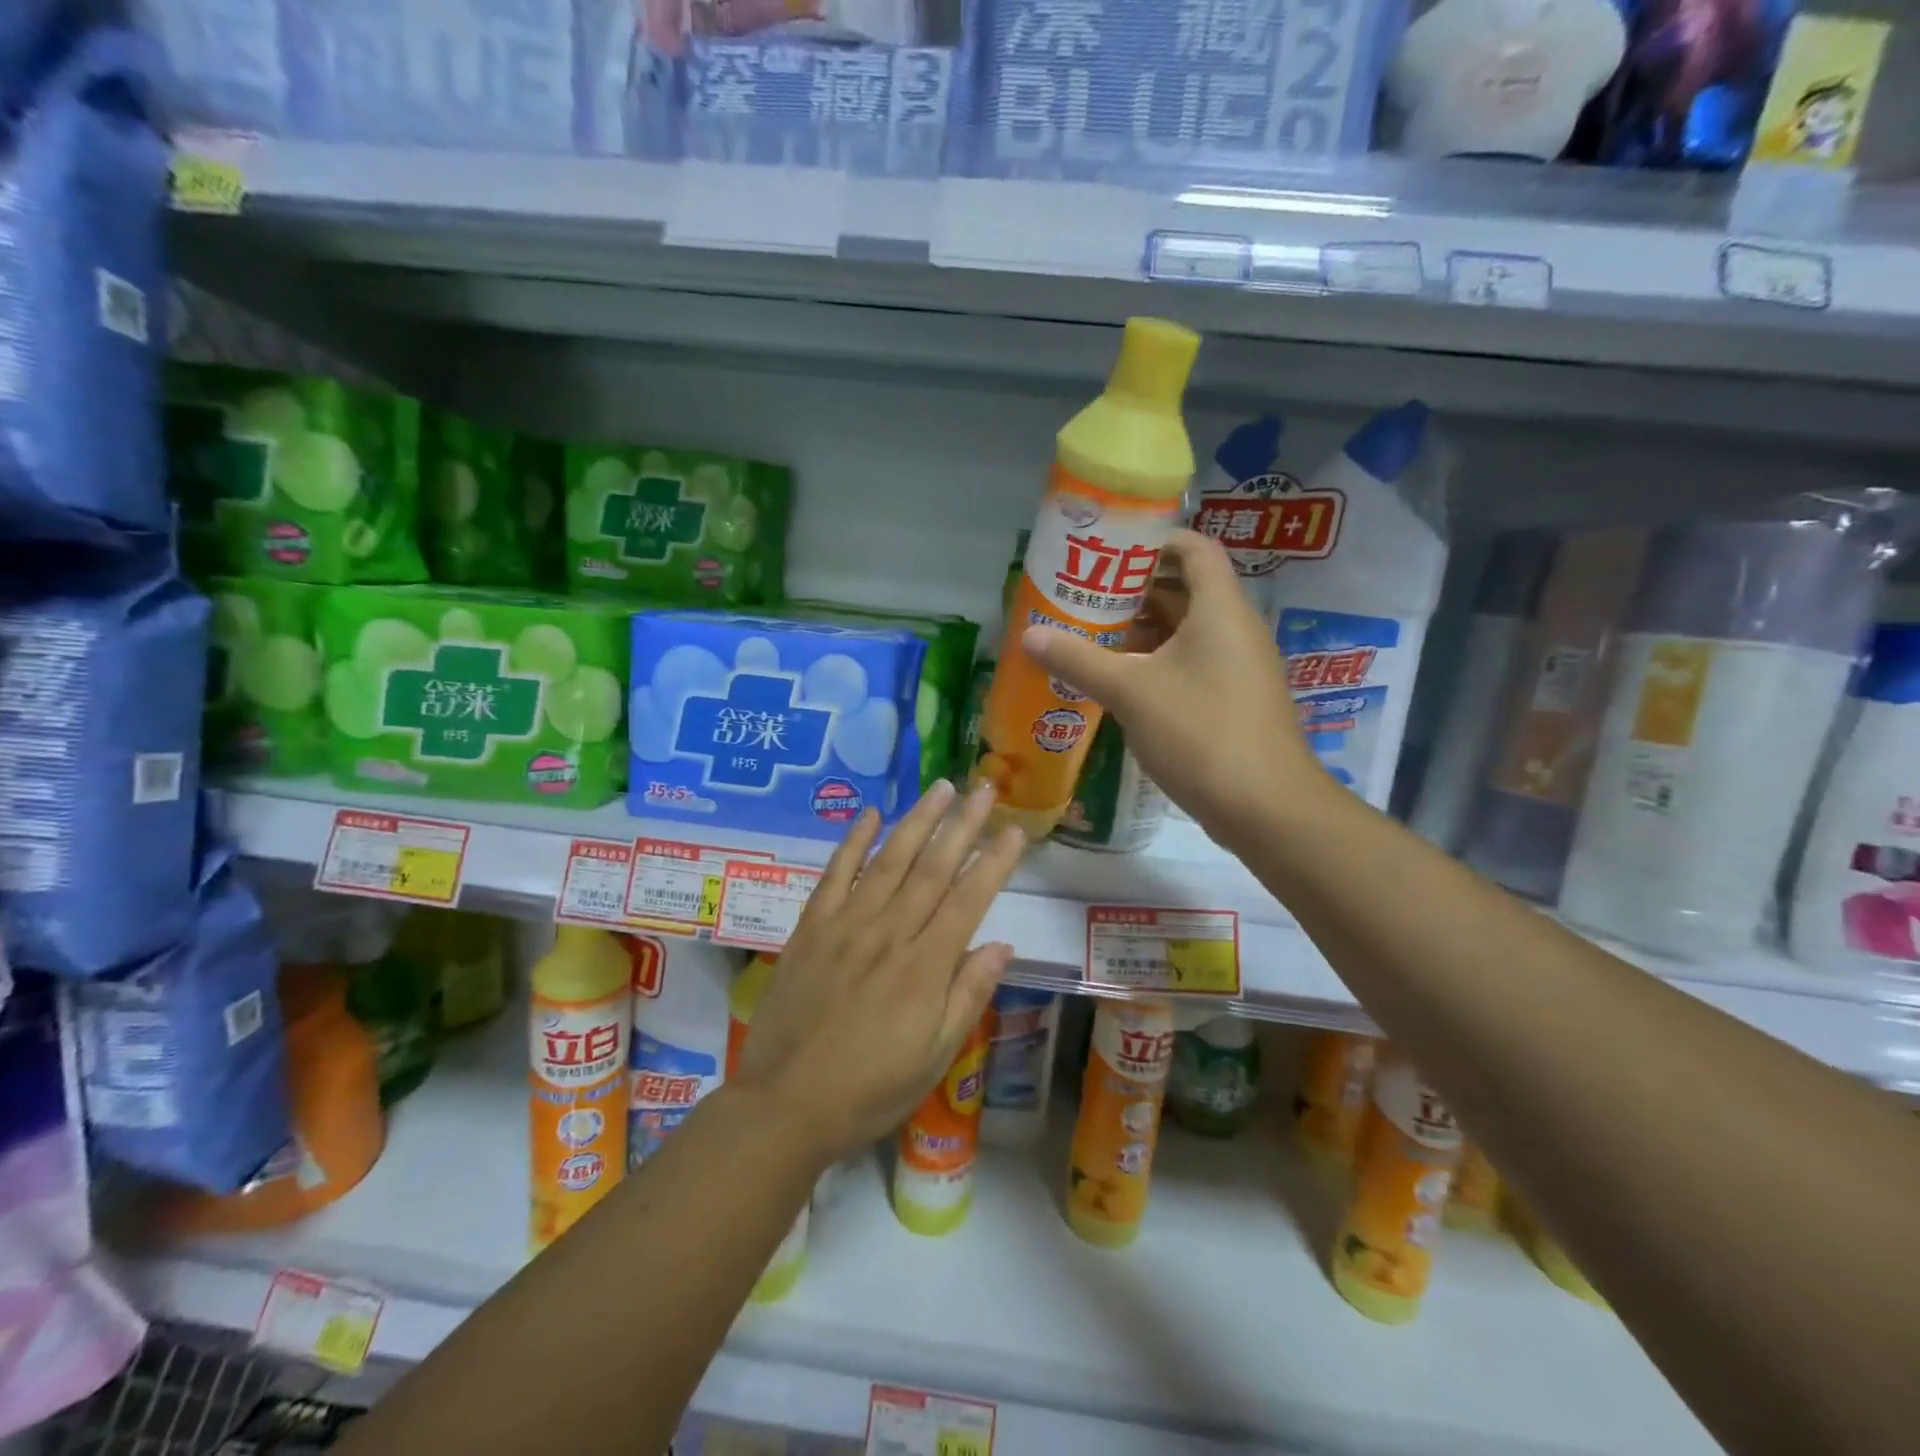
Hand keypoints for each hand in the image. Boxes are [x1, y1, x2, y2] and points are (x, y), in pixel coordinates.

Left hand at [729, 781, 1023, 1161]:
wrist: (786, 1104)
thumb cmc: (870, 1089)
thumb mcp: (934, 1057)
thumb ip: (968, 996)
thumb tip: (1002, 945)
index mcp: (925, 968)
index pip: (968, 901)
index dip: (995, 863)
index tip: (1015, 829)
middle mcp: (889, 934)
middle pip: (932, 869)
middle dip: (963, 825)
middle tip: (984, 788)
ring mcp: (846, 926)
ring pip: (888, 861)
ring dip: (917, 821)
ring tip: (941, 788)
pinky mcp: (811, 928)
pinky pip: (834, 875)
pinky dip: (853, 842)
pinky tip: (871, 815)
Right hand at [1021, 530, 1326, 847]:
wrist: (1265, 807)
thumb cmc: (1200, 731)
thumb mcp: (1130, 691)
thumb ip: (1078, 660)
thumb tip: (1029, 635)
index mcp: (1218, 608)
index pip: (1193, 549)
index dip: (1152, 542)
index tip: (1106, 550)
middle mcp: (1233, 628)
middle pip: (1184, 589)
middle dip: (1132, 590)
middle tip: (1082, 595)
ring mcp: (1236, 667)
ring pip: (1185, 632)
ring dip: (1140, 631)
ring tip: (1088, 634)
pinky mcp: (1232, 700)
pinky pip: (1190, 664)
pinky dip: (1154, 663)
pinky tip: (1117, 681)